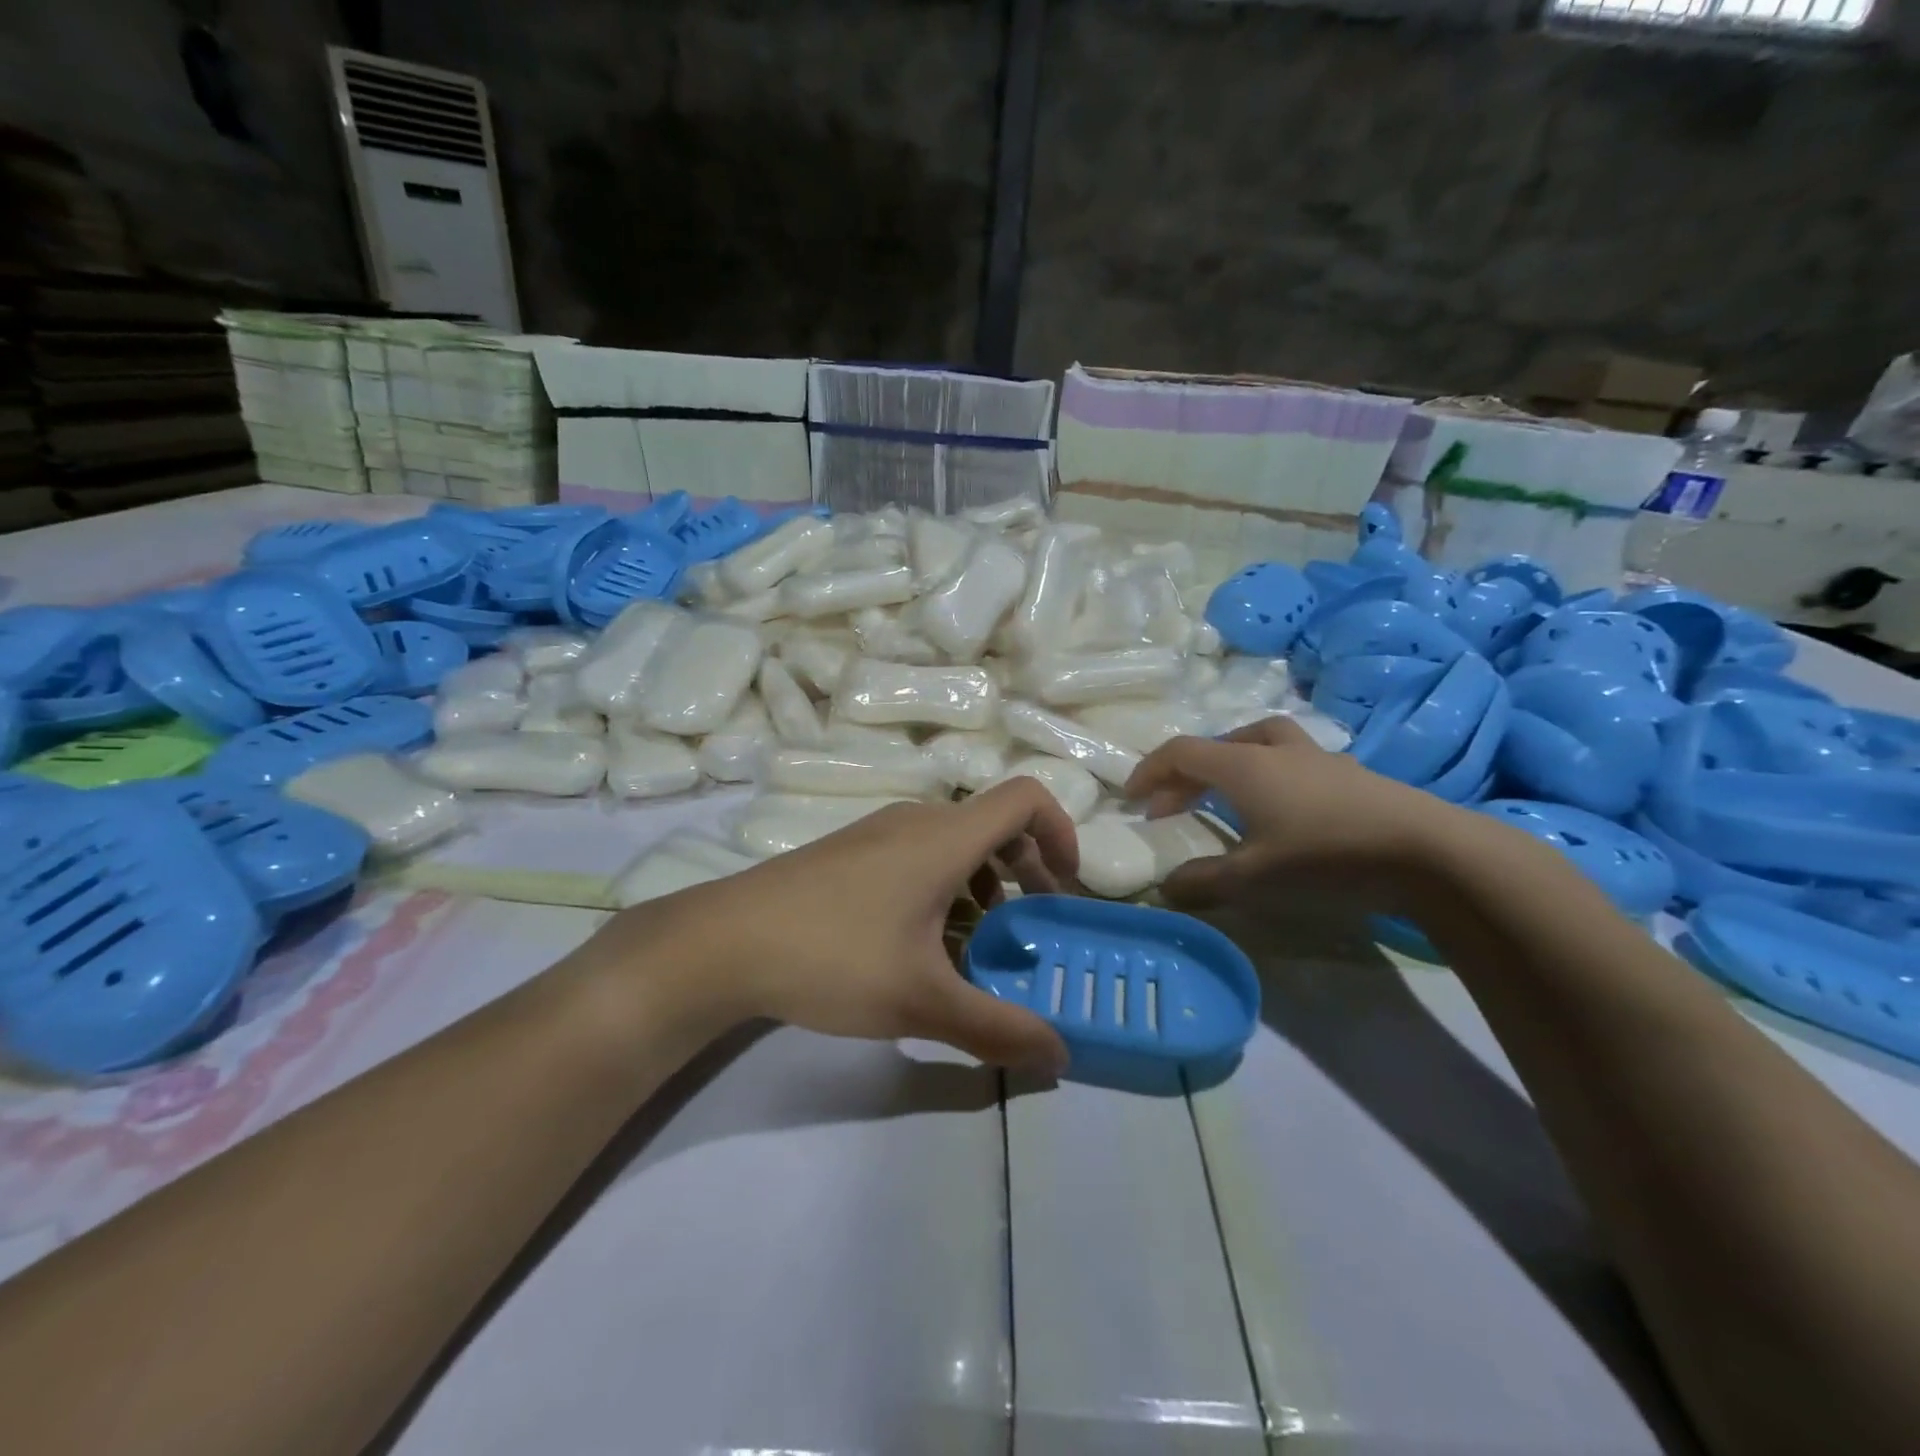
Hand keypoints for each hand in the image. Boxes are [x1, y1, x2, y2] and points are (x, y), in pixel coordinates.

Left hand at [591, 780, 1077, 1072]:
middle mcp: (916, 821)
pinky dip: (944, 886)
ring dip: (983, 883)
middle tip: (1029, 926)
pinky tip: (921, 942)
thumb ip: (997, 1029)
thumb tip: (1060, 1056)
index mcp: (944, 838)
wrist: (724, 943)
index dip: (1061, 832)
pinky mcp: (850, 852)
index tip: (1063, 889)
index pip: (1025, 798)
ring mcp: (878, 833)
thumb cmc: (833, 958)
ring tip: (977, 943)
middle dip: (1026, 871)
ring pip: (954, 842)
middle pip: (993, 823)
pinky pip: (918, 853)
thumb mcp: (921, 1002)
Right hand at [1125, 716, 1464, 909]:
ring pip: (1258, 742)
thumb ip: (1202, 882)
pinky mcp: (1349, 774)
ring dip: (1228, 763)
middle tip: (1169, 807)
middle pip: (1216, 746)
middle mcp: (1275, 750)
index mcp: (1244, 766)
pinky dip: (1267, 774)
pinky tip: (1281, 807)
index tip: (1131, 798)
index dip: (1149, 771)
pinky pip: (1291, 759)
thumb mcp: (1253, 879)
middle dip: (1183, 775)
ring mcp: (1317, 758)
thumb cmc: (1326, 856)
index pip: (1181, 752)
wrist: (1429, 851)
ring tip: (1223, 792)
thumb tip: (1165, 887)